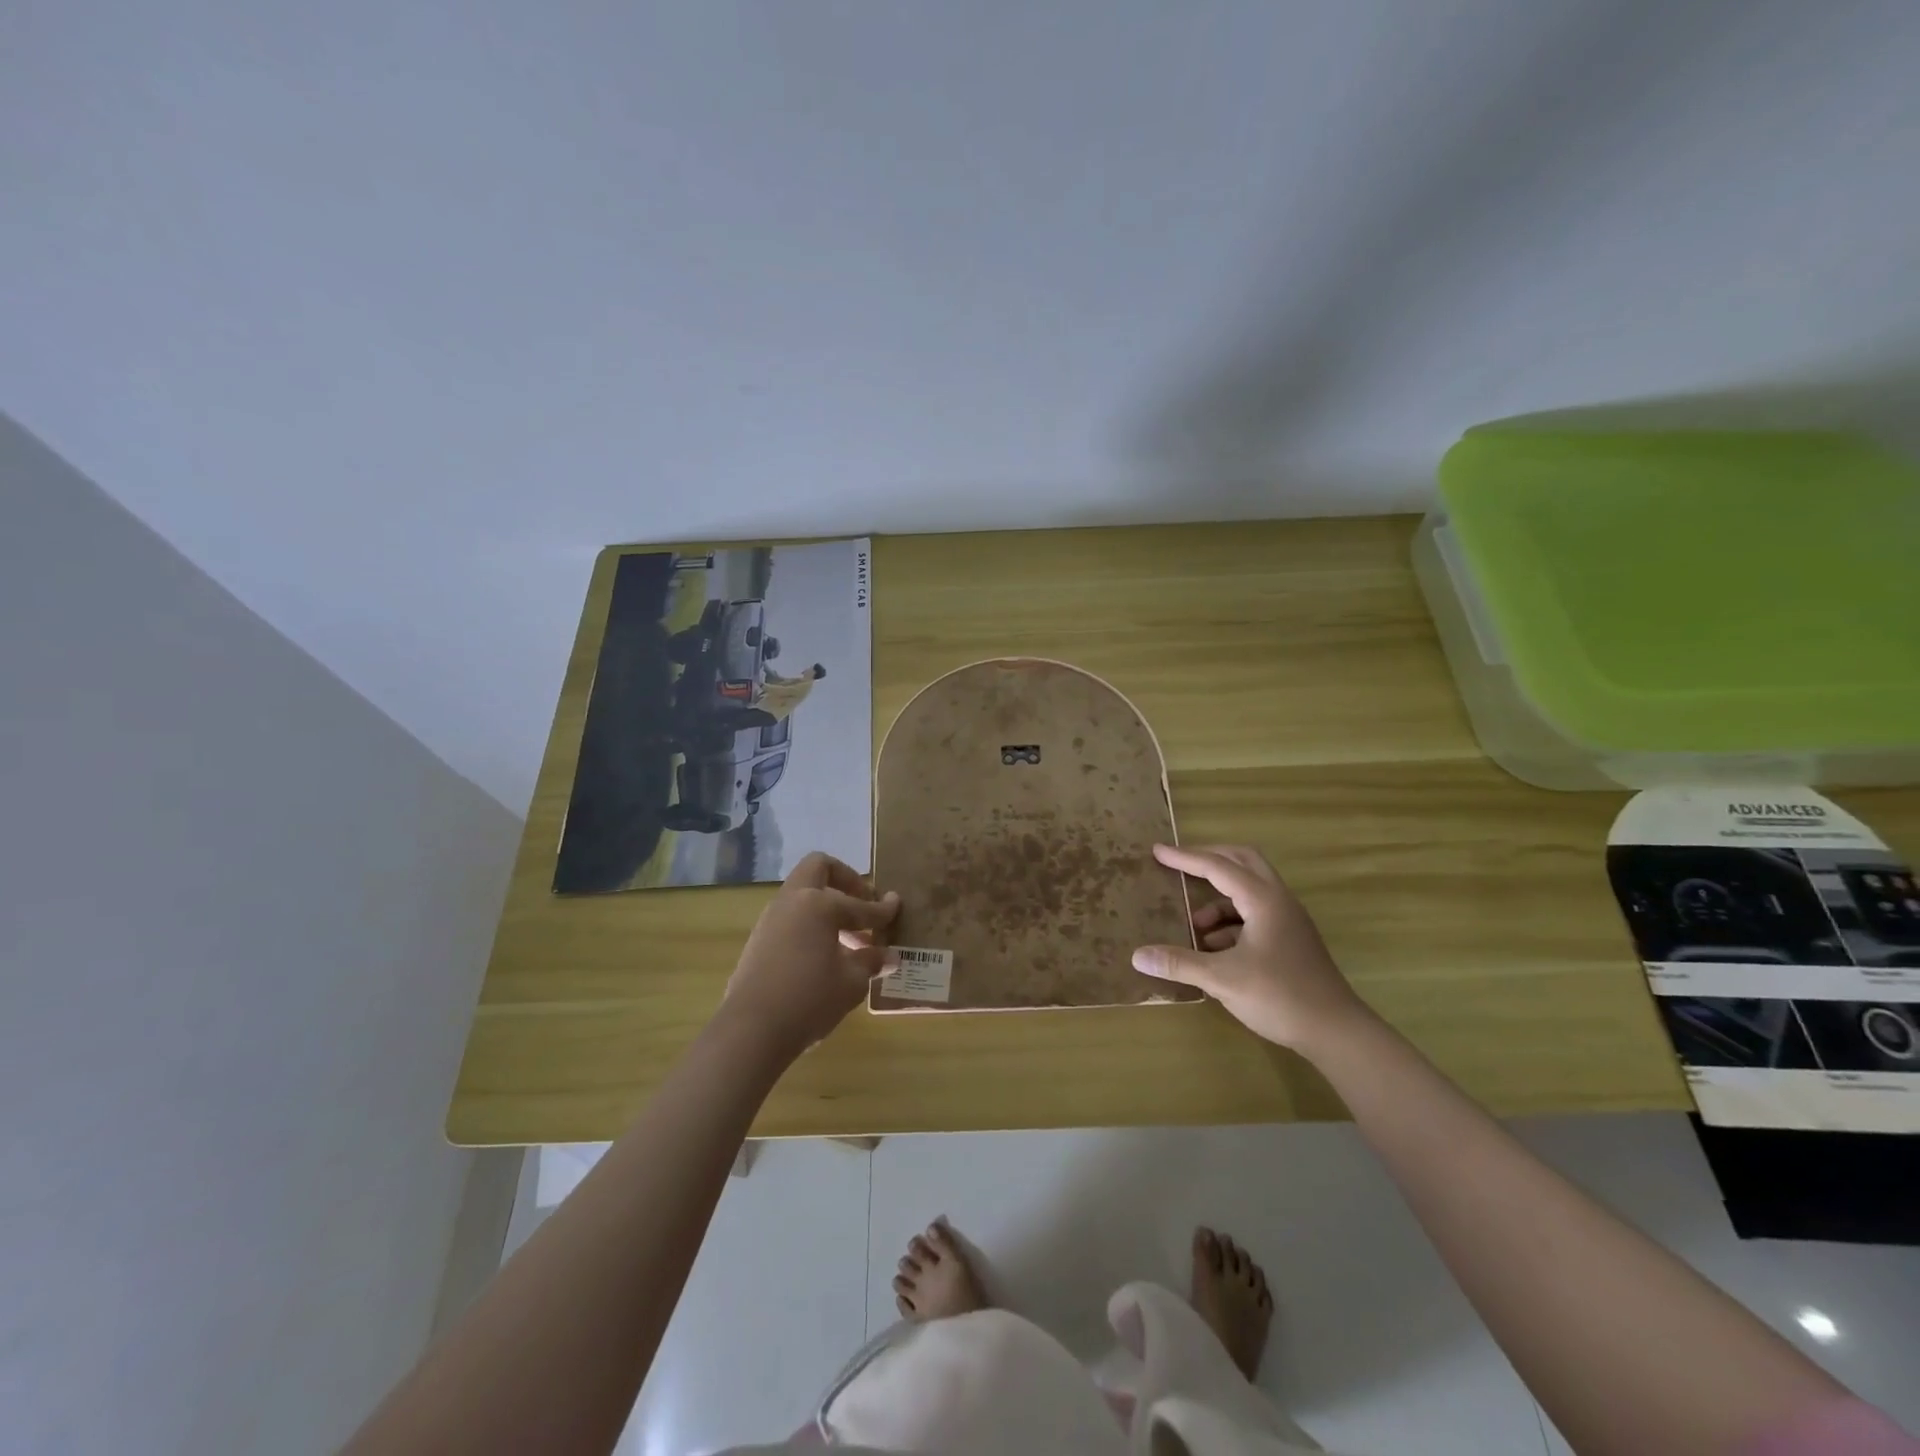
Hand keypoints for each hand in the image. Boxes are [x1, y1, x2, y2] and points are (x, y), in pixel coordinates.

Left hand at [719, 852, 900, 1060]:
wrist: (750, 1031)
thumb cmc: (809, 999)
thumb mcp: (851, 982)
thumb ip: (871, 961)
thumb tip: (888, 956)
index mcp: (818, 904)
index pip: (860, 904)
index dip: (882, 909)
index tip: (898, 906)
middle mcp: (792, 901)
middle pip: (819, 868)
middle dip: (846, 880)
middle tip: (864, 903)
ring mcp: (771, 919)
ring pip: (803, 895)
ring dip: (828, 907)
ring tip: (851, 939)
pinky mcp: (759, 941)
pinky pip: (792, 918)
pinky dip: (812, 925)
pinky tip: (826, 955)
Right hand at [1132, 843, 1372, 1052]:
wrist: (1336, 1031)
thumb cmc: (1280, 996)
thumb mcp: (1222, 979)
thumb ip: (1180, 963)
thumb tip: (1137, 956)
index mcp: (1263, 900)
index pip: (1218, 867)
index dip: (1186, 858)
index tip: (1158, 851)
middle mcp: (1278, 901)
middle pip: (1242, 861)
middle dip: (1210, 858)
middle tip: (1180, 863)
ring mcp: (1288, 920)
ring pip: (1250, 890)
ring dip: (1219, 898)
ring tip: (1194, 925)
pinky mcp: (1291, 940)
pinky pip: (1255, 914)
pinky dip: (1231, 921)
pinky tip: (1214, 948)